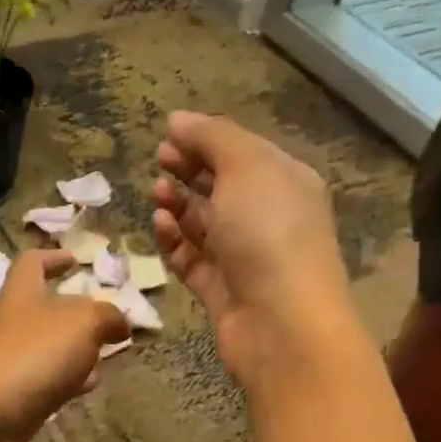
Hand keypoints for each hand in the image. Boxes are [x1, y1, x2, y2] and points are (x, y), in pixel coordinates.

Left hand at [0, 249, 129, 441]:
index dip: (52, 258)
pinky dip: (66, 383)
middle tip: (105, 322)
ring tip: (105, 357)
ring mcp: (9, 364)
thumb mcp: (81, 323)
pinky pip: (44, 383)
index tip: (75, 260)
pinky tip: (85, 388)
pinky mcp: (12, 400)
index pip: (32, 264)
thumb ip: (106, 316)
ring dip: (74, 352)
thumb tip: (119, 322)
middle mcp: (11, 325)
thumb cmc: (29, 355)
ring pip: (47, 350)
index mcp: (21, 294)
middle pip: (43, 311)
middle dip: (75, 315)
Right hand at [153, 112, 362, 392]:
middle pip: (221, 187)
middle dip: (189, 171)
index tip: (168, 135)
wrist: (281, 323)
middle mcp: (266, 217)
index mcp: (284, 182)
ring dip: (178, 206)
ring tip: (156, 195)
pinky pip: (191, 259)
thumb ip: (212, 138)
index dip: (206, 141)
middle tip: (159, 161)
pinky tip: (159, 226)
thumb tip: (178, 119)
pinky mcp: (220, 289)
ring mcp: (242, 256)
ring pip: (202, 224)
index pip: (241, 153)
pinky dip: (174, 242)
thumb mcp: (246, 168)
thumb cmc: (269, 234)